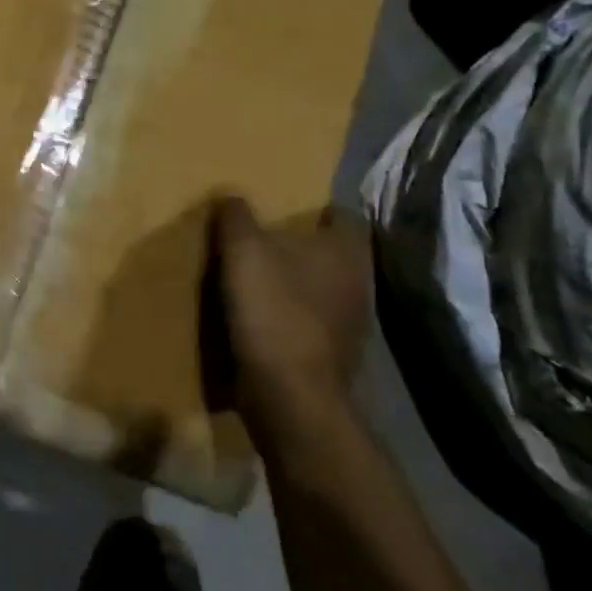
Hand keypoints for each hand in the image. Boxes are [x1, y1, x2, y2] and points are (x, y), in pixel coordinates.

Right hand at [211, 197, 372, 438]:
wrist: (289, 396)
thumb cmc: (274, 311)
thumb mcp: (243, 250)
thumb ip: (237, 216)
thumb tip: (231, 194)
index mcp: (347, 252)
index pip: (345, 215)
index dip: (319, 208)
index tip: (286, 207)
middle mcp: (359, 284)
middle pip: (331, 253)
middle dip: (302, 246)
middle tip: (263, 238)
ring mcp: (350, 325)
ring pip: (321, 290)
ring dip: (294, 284)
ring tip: (256, 278)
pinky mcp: (331, 357)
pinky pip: (309, 324)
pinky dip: (289, 318)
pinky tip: (259, 318)